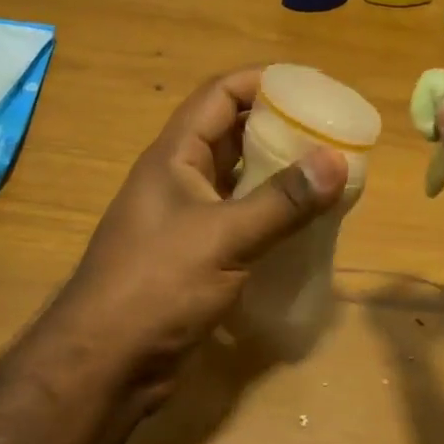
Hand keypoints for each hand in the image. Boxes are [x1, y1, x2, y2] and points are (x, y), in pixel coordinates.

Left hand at [41, 68, 347, 409]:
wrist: (106, 362)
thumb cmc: (156, 285)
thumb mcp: (223, 237)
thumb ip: (282, 201)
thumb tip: (337, 160)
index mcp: (174, 156)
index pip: (220, 95)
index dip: (263, 81)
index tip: (312, 86)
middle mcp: (178, 179)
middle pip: (231, 133)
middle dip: (278, 126)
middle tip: (330, 132)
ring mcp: (185, 219)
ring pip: (237, 179)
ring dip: (277, 173)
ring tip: (326, 172)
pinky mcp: (195, 256)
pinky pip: (239, 219)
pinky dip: (270, 214)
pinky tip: (303, 224)